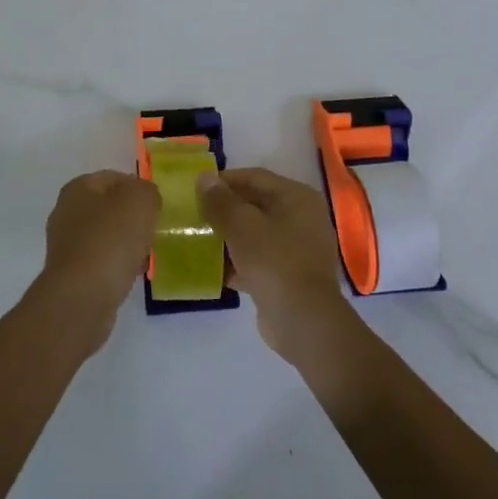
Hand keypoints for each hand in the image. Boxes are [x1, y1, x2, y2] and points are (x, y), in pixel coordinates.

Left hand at [35, 170, 160, 350]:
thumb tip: (145, 198)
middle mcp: (66, 212)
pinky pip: (102, 261)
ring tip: (147, 254)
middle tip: (154, 230)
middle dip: (133, 218)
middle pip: (109, 207)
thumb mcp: (140, 201)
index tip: (157, 206)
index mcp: (78, 188)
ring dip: (127, 243)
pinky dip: (118, 265)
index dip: (138, 188)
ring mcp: (66, 244)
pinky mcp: (71, 274)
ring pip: (106, 235)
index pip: (113, 177)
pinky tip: (133, 275)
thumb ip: (147, 191)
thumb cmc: (111, 240)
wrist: (82, 297)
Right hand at [199, 168, 350, 359]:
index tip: (197, 188)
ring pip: (256, 234)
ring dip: (229, 237)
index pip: (255, 177)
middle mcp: (302, 218)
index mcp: (297, 198)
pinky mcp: (290, 277)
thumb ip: (220, 200)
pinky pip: (259, 260)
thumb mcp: (241, 225)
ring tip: (199, 240)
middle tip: (195, 214)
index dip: (225, 180)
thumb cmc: (274, 261)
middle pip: (256, 205)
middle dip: (225, 210)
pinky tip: (213, 269)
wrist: (302, 321)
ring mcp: (298, 249)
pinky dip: (238, 262)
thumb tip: (204, 178)